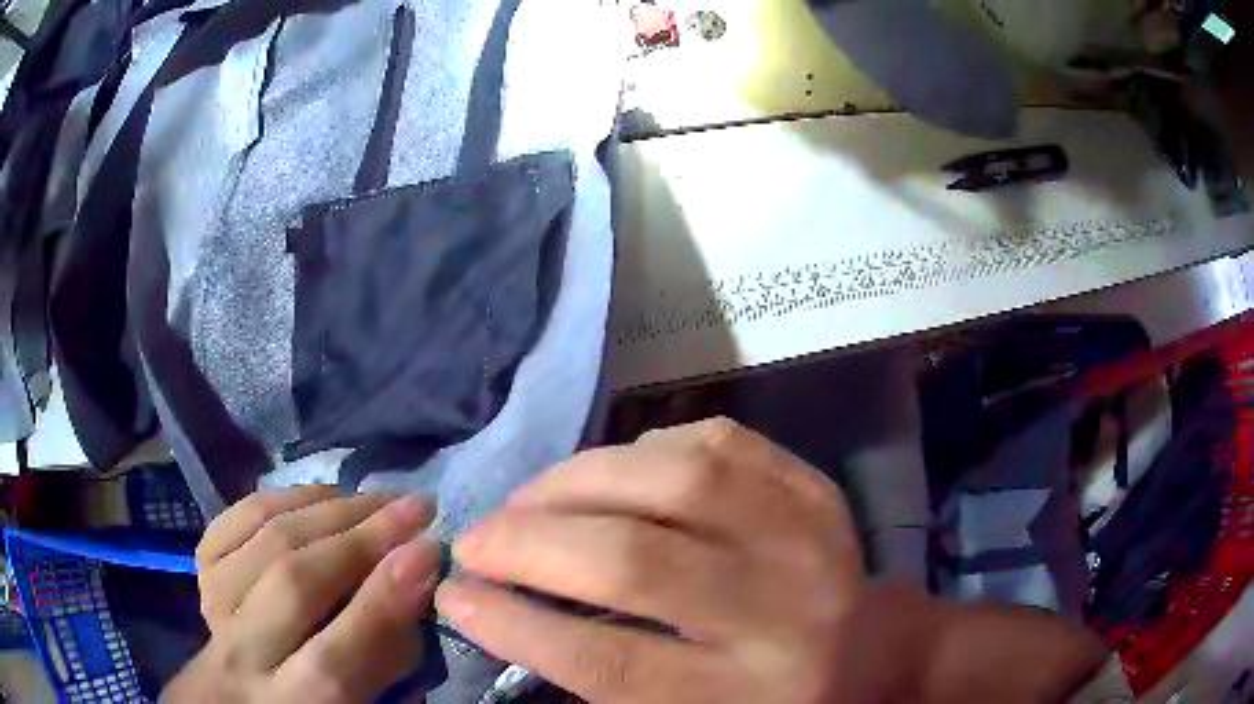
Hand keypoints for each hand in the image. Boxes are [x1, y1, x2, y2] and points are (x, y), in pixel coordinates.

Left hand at [163, 487, 441, 702]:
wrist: (234, 691)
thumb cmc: (313, 701)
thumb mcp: (362, 698)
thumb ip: (387, 652)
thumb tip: (413, 576)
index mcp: (292, 703)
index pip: (335, 658)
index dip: (383, 602)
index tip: (430, 551)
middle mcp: (241, 656)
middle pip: (294, 584)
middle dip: (362, 539)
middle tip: (414, 507)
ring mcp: (213, 604)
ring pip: (267, 539)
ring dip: (330, 509)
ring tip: (377, 498)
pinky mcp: (201, 567)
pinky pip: (239, 516)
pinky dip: (286, 496)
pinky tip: (323, 496)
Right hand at [436, 419, 866, 703]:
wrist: (872, 653)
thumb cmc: (766, 701)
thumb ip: (598, 671)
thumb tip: (494, 604)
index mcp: (746, 694)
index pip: (610, 662)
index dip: (517, 625)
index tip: (454, 595)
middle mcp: (784, 615)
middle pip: (637, 564)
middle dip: (531, 544)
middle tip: (477, 540)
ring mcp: (809, 539)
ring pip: (677, 481)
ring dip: (577, 482)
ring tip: (527, 500)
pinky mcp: (815, 489)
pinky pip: (718, 442)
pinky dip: (645, 449)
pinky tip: (610, 473)